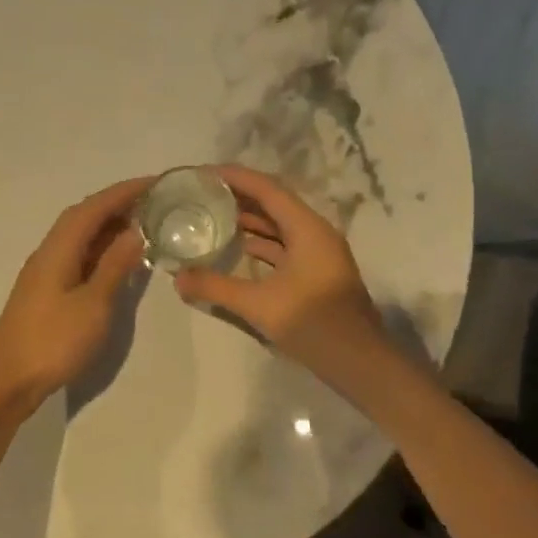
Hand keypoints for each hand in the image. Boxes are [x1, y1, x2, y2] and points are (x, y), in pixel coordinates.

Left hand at [0, 176, 152, 425]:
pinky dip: (101, 249)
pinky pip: (78, 255)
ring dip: (110, 226)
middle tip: (156, 203)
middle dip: (118, 204)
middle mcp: (49, 251)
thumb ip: (114, 266)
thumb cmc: (53, 342)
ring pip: (80, 236)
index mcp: (58, 248)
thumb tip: (136, 232)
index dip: (125, 191)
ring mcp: (45, 271)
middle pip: (84, 216)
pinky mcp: (47, 290)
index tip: (156, 182)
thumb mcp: (93, 305)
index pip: (94, 207)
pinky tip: (118, 259)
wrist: (6, 380)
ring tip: (145, 225)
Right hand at [173, 165, 390, 389]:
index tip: (203, 174)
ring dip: (248, 219)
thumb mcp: (259, 305)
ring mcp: (317, 253)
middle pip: (272, 203)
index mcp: (307, 228)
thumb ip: (216, 287)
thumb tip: (177, 278)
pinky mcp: (314, 273)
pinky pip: (282, 245)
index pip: (267, 188)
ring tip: (211, 215)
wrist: (361, 364)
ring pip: (278, 225)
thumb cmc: (314, 324)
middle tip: (201, 193)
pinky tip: (235, 248)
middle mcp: (314, 232)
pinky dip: (258, 243)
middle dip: (238, 196)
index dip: (234, 177)